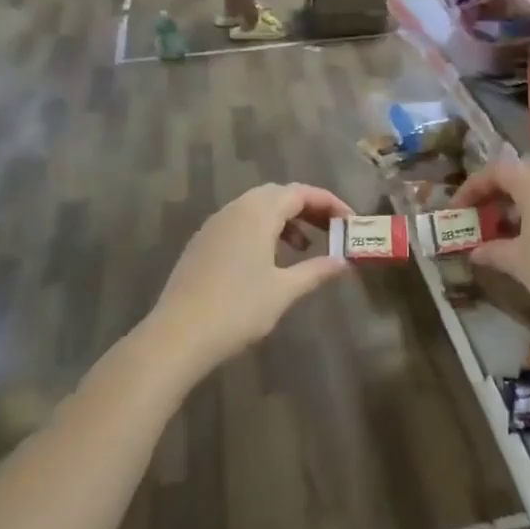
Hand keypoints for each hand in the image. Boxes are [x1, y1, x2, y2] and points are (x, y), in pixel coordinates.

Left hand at [149, 182, 352, 369]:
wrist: (178, 335)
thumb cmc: (238, 309)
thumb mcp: (284, 290)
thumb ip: (316, 270)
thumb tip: (343, 261)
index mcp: (257, 213)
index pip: (301, 193)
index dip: (329, 203)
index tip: (351, 222)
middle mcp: (234, 210)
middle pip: (278, 195)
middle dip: (308, 208)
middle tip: (331, 230)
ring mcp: (214, 226)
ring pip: (256, 208)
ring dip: (285, 220)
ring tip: (304, 248)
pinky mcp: (202, 244)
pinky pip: (240, 224)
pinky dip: (263, 231)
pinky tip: (269, 261)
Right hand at [451, 157, 529, 328]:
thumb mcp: (519, 263)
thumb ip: (493, 252)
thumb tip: (475, 251)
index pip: (495, 171)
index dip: (471, 188)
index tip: (456, 210)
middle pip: (520, 172)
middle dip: (496, 190)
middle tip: (480, 214)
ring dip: (518, 200)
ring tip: (504, 227)